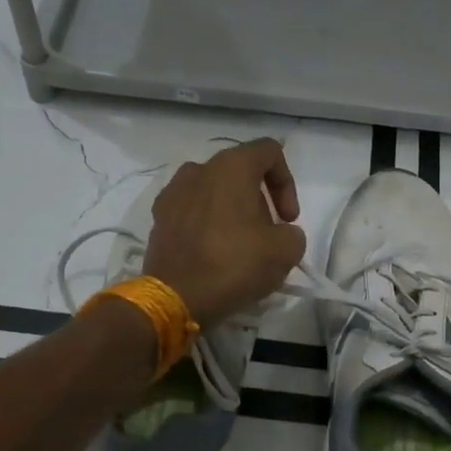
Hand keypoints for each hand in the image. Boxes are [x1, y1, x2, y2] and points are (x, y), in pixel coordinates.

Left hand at [143, 138, 306, 326]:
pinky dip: (208, 222)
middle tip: (267, 234)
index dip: (287, 182)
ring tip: (240, 243)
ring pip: (214, 190)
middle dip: (260, 200)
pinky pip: (192, 209)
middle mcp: (198, 169)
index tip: (288, 218)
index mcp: (230, 166)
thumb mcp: (285, 251)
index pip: (269, 152)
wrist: (175, 298)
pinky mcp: (158, 218)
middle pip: (240, 172)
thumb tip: (279, 233)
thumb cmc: (234, 265)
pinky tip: (213, 251)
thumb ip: (292, 233)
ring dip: (232, 210)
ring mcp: (173, 192)